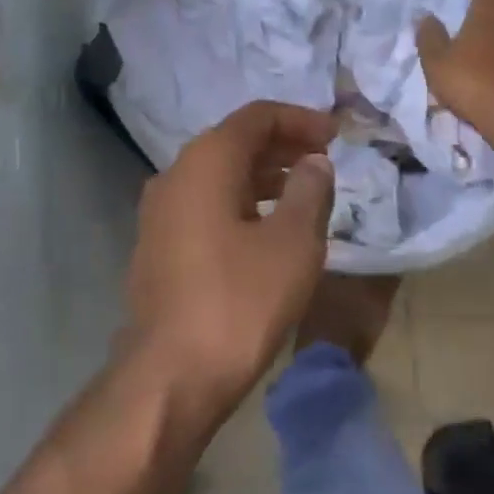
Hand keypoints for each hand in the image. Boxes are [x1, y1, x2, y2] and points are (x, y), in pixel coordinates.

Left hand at [125, 102, 336, 417]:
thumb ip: (310, 191)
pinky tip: (268, 229)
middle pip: (235, 142)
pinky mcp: (158, 246)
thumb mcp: (292, 243)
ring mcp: (160, 213)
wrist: (169, 377)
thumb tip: (314, 162)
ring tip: (304, 193)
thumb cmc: (239, 302)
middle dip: (283, 146)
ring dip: (263, 176)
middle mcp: (175, 175)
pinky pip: (206, 205)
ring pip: (220, 176)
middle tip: (324, 161)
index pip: (257, 116)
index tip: (336, 135)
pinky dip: (241, 203)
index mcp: (206, 162)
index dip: (300, 119)